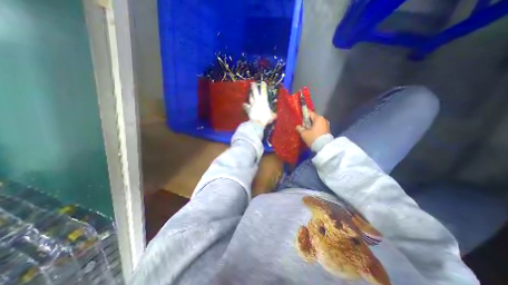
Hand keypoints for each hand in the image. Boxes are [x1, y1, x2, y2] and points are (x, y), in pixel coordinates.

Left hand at [243, 83, 275, 126]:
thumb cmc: (266, 118)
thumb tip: (275, 115)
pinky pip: (246, 106)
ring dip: (250, 95)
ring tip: (250, 93)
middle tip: (252, 83)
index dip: (263, 86)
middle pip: (254, 92)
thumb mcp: (272, 116)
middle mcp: (257, 100)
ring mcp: (252, 104)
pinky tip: (243, 104)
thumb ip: (273, 114)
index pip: (264, 92)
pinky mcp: (248, 109)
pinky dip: (245, 105)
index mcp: (264, 100)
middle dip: (254, 87)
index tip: (263, 82)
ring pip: (250, 98)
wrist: (257, 122)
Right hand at [297, 110, 331, 147]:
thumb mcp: (304, 134)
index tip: (299, 116)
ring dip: (311, 125)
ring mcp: (326, 125)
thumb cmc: (313, 138)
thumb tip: (298, 126)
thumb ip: (300, 128)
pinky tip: (310, 133)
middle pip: (313, 118)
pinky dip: (314, 128)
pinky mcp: (327, 130)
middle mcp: (323, 120)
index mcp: (318, 118)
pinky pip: (319, 127)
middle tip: (302, 126)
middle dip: (307, 121)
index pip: (309, 113)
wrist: (324, 147)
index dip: (304, 114)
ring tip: (306, 130)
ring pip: (316, 123)